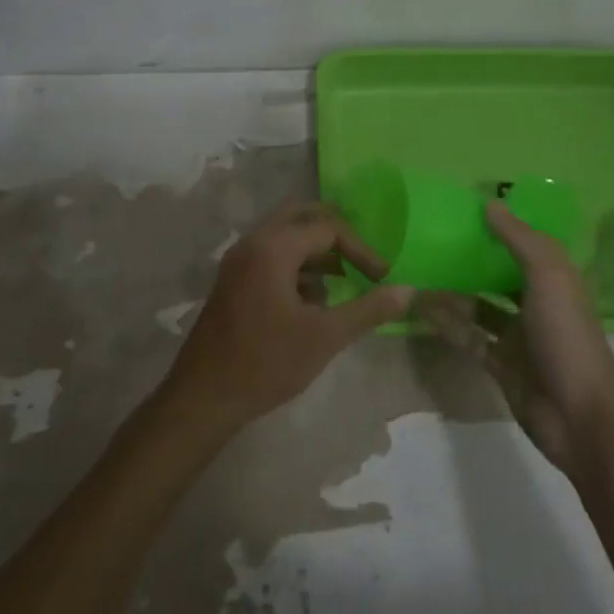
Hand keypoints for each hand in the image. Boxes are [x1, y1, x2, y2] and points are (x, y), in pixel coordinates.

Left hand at [163, 202, 413, 433]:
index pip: (327, 229)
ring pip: (284, 235)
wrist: (204, 396)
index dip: (361, 250)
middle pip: (301, 217)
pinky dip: (295, 264)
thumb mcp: (325, 337)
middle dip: (335, 236)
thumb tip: (408, 291)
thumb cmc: (266, 363)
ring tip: (342, 281)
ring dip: (315, 250)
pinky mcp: (232, 280)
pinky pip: (269, 254)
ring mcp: (238, 260)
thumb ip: (368, 310)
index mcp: (273, 248)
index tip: (382, 278)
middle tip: (361, 259)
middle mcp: (253, 243)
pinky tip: (311, 299)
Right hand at [422, 201, 613, 474]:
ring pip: (479, 308)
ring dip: (452, 293)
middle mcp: (537, 305)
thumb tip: (489, 204)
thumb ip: (519, 239)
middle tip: (432, 243)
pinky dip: (447, 325)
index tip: (464, 213)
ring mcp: (519, 338)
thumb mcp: (549, 276)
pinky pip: (469, 338)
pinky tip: (420, 310)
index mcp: (556, 280)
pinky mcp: (501, 365)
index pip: (526, 246)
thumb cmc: (567, 336)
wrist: (579, 416)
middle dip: (471, 262)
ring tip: (418, 274)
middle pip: (499, 276)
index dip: (500, 229)